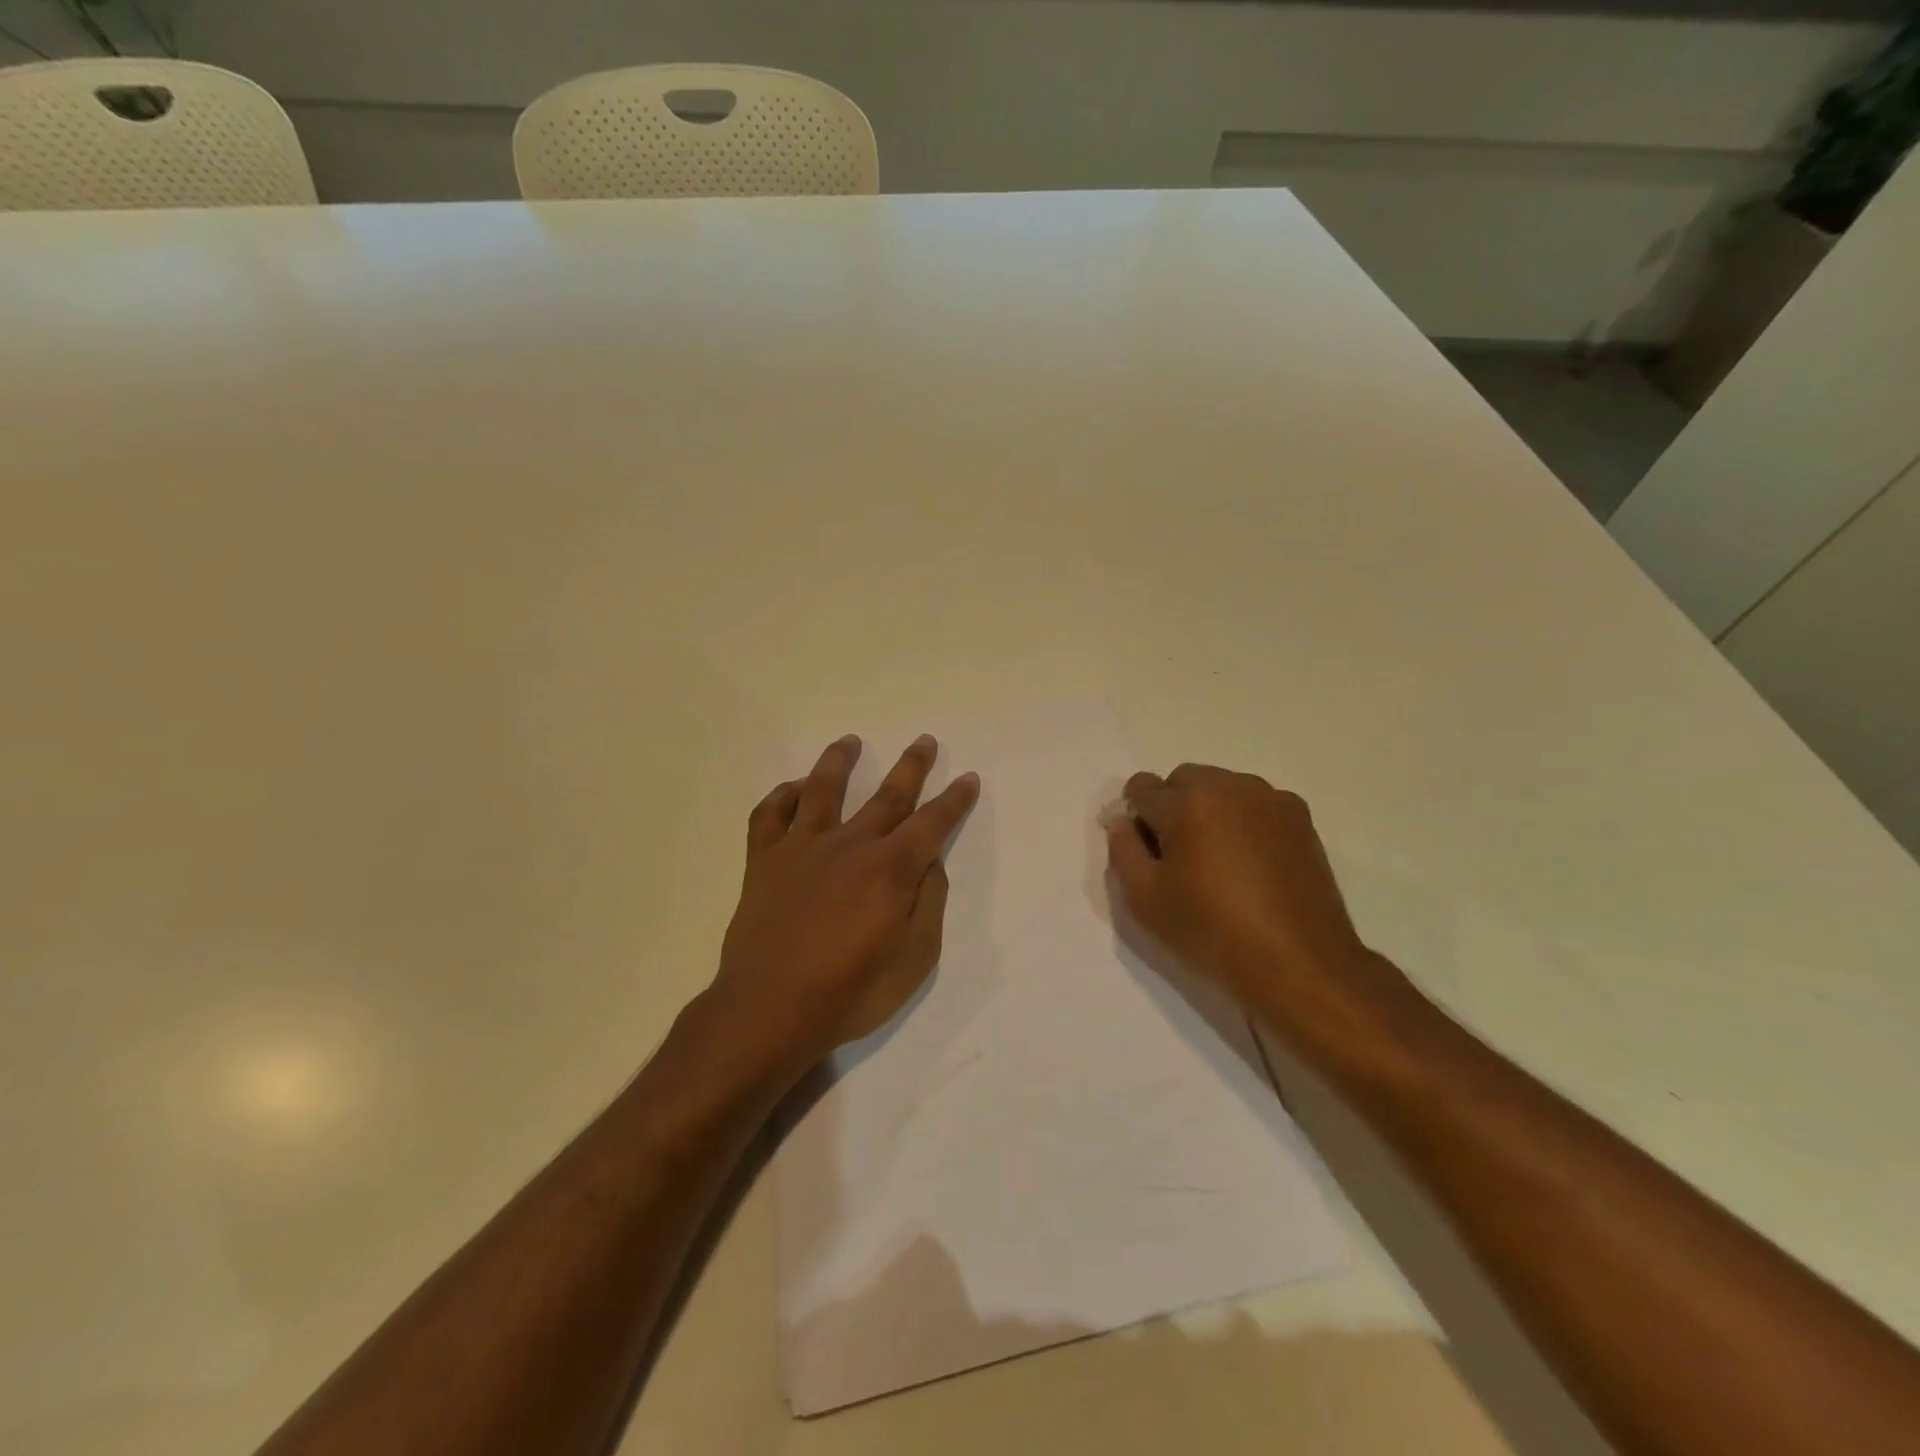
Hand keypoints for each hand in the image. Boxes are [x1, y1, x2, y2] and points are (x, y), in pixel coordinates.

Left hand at [711, 734, 978, 1072]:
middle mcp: (850, 845)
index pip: (932, 823)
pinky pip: (769, 816)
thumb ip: (928, 903)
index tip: (967, 778)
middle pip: (887, 796)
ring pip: (823, 790)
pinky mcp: (765, 861)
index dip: (954, 800)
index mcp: (890, 869)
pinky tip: (794, 788)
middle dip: (911, 767)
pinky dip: (782, 796)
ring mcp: (802, 849)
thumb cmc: (850, 993)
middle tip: (924, 741)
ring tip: (849, 742)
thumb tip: (929, 864)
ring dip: (838, 761)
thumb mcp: (914, 960)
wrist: (769, 1010)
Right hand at [1105, 764, 1371, 1023]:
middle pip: (1184, 780)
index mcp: (1188, 801)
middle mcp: (1231, 786)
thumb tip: (1123, 821)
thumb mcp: (1144, 899)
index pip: (1142, 787)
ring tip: (1217, 862)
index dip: (1134, 816)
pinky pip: (1255, 806)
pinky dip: (1243, 823)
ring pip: (1222, 789)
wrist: (1299, 964)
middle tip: (1178, 858)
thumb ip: (1122, 850)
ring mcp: (1271, 800)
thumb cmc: (1212, 931)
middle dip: (1172, 808)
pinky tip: (1249, 866)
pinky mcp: (1301, 819)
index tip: (1143, 850)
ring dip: (1209, 812)